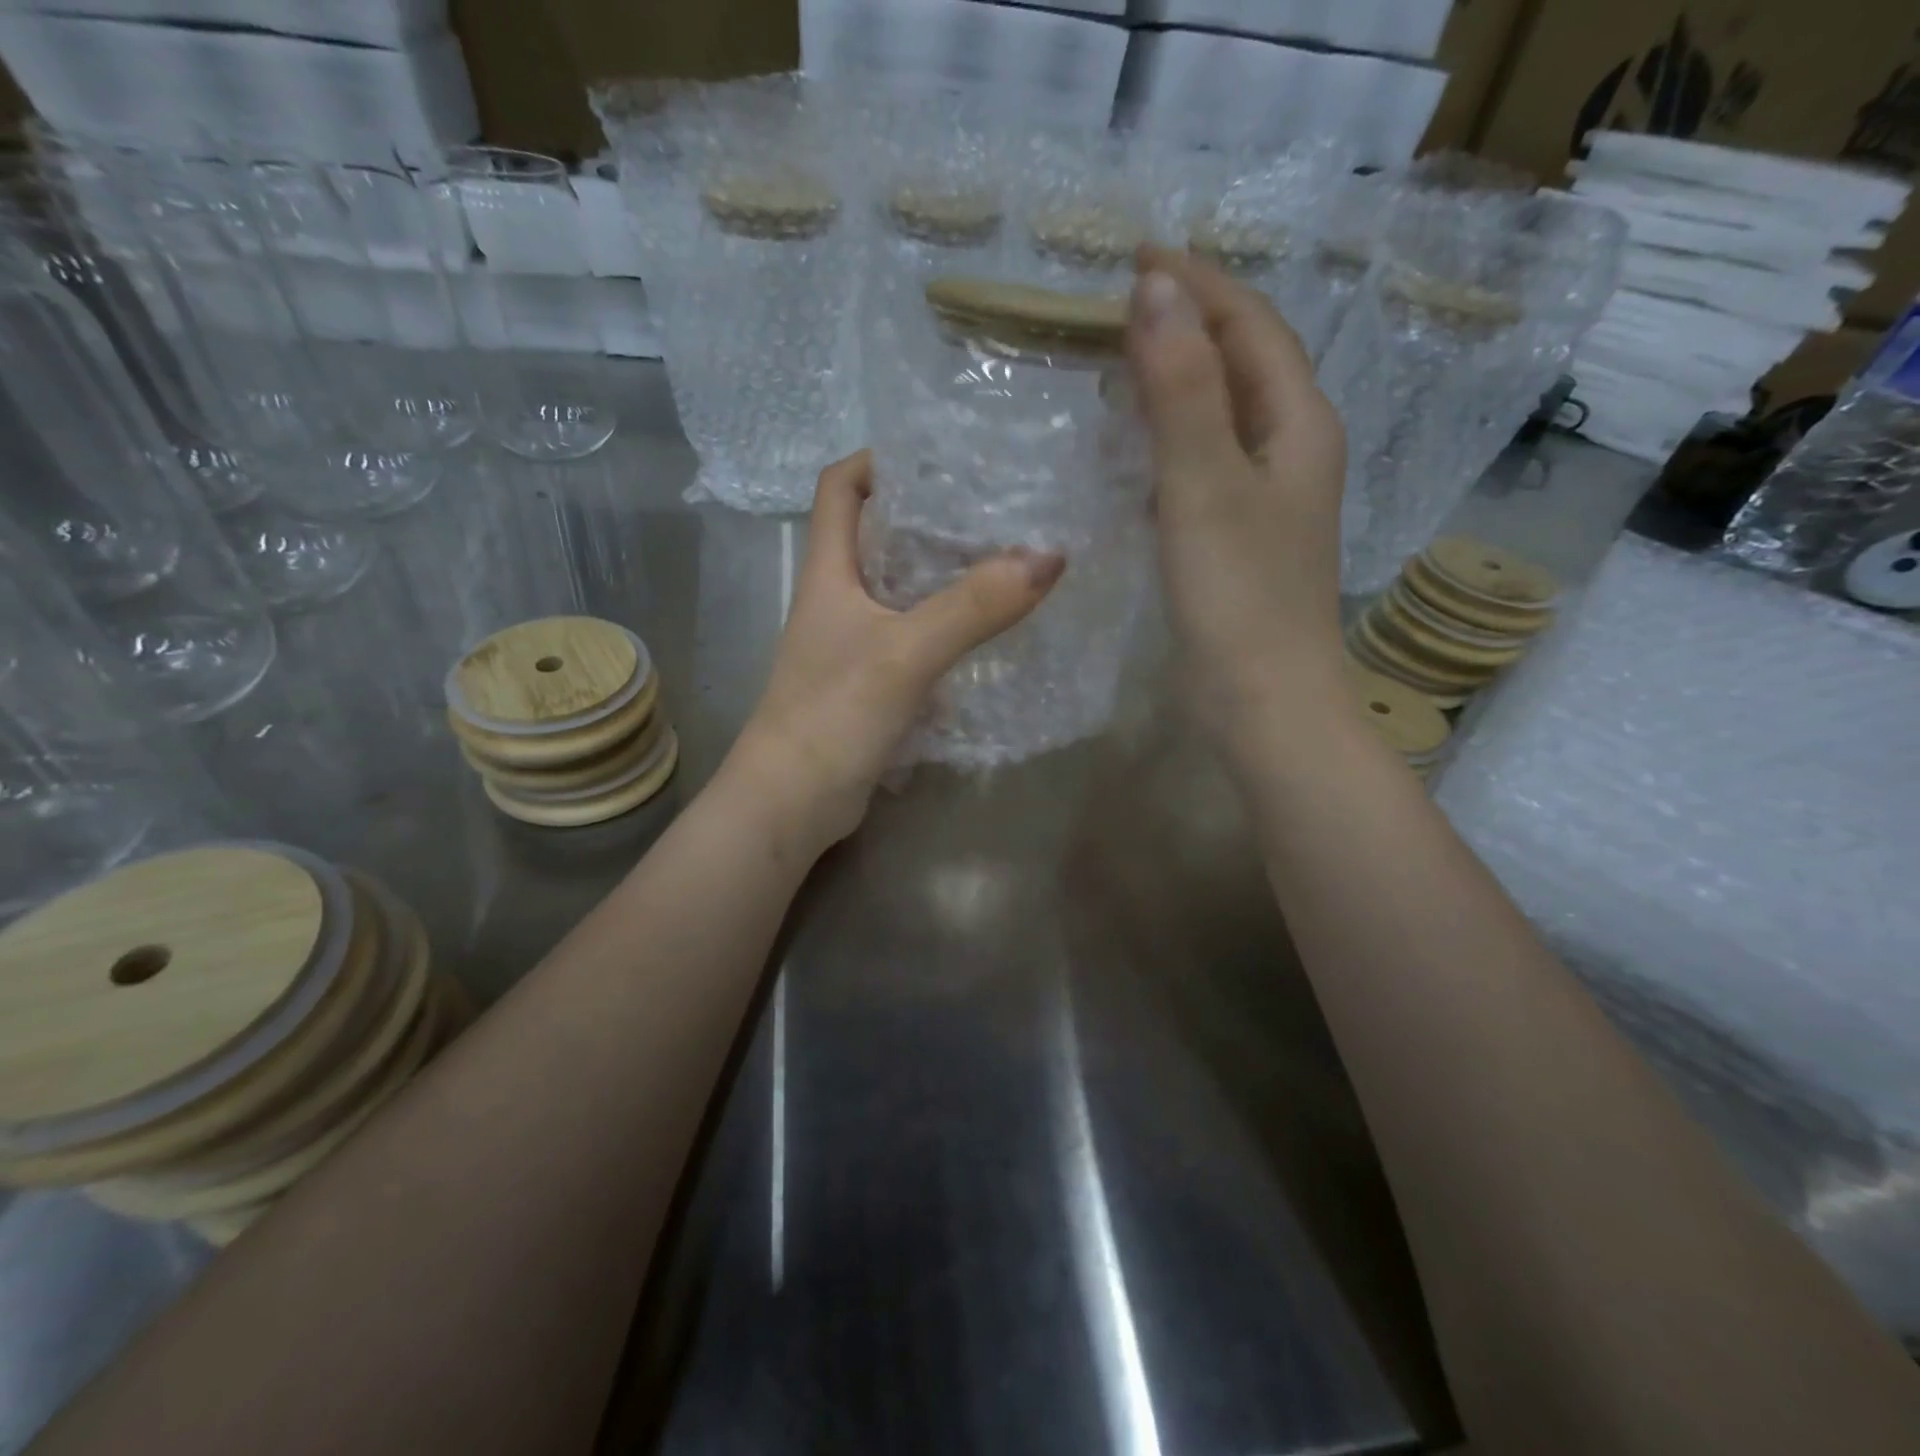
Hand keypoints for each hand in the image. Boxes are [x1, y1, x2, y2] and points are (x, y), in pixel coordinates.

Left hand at [724, 450, 1064, 851]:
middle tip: (993, 507)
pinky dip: (946, 629)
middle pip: (876, 535)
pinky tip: (988, 632)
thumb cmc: (833, 714)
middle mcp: (837, 601)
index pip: (839, 489)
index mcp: (828, 573)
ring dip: (943, 575)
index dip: (878, 461)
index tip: (935, 455)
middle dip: (928, 515)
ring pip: (899, 591)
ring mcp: (852, 645)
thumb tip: (1049, 556)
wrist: (792, 803)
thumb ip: (973, 607)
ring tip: (1004, 560)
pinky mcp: (869, 685)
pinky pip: (913, 640)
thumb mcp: (906, 653)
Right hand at [1125, 248, 1348, 739]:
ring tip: (1120, 361)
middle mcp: (1292, 450)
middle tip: (1118, 307)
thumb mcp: (1204, 485)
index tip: (1135, 257)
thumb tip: (1153, 289)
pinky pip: (1205, 463)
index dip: (1199, 285)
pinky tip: (1136, 449)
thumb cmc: (1238, 595)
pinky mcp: (1240, 537)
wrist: (1264, 700)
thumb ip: (1180, 388)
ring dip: (1178, 379)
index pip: (1252, 326)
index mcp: (1298, 424)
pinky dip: (1170, 438)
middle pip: (1243, 363)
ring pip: (1223, 414)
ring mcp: (1268, 498)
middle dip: (1188, 324)